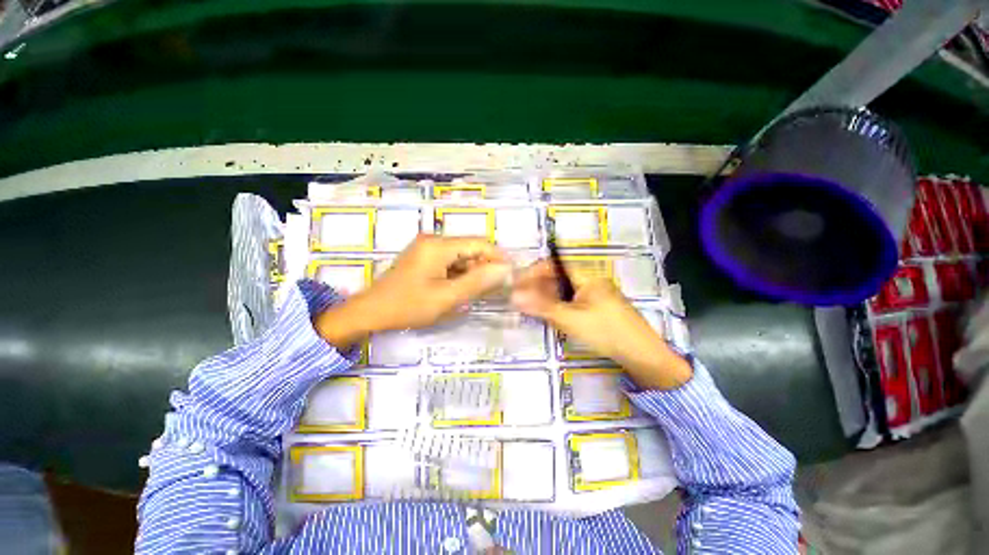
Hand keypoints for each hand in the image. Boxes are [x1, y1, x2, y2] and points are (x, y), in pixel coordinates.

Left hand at [315, 234, 510, 348]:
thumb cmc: (408, 305)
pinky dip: (460, 275)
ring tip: (481, 292)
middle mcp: (433, 241)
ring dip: (473, 273)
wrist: (370, 312)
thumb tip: (505, 270)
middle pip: (470, 249)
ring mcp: (427, 249)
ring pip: (461, 257)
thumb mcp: (447, 296)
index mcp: (439, 245)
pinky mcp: (424, 259)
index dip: (497, 257)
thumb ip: (478, 282)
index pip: (478, 243)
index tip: (511, 274)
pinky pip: (450, 263)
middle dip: (485, 267)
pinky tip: (463, 289)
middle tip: (497, 288)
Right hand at [511, 260, 691, 389]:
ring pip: (565, 291)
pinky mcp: (599, 309)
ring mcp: (597, 296)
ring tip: (532, 307)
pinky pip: (573, 302)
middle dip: (539, 286)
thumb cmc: (607, 332)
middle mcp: (592, 282)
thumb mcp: (571, 320)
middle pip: (559, 278)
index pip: (555, 266)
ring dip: (548, 297)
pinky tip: (552, 315)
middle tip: (522, 298)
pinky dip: (559, 306)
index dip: (535, 272)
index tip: (518, 283)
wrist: (644, 356)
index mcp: (587, 278)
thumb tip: (514, 296)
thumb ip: (542, 307)